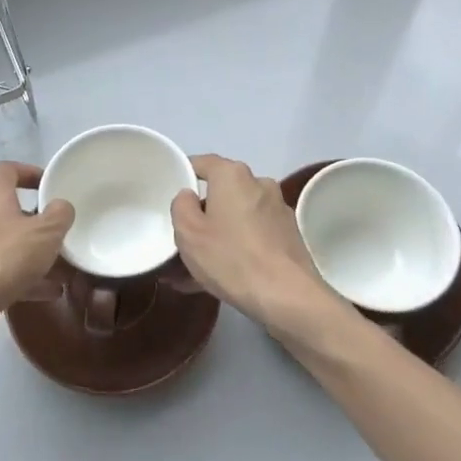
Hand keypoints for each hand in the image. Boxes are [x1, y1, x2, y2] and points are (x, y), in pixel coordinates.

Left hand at [0, 161, 73, 328]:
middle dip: (36, 223)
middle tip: (58, 234)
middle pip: (8, 209)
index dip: (30, 173)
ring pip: (5, 244)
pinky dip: (20, 277)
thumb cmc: (3, 258)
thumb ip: (60, 215)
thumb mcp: (45, 233)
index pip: (8, 170)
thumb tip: (61, 206)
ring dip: (31, 254)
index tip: (49, 185)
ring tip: (60, 271)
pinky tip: (45, 293)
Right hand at [170, 155, 345, 341]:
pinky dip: (237, 248)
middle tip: (182, 240)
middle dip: (202, 214)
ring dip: (218, 235)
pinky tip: (223, 277)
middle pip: (221, 192)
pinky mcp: (289, 236)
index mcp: (232, 175)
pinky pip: (253, 235)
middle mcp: (259, 184)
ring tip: (197, 269)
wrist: (288, 297)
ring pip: (237, 217)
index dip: (184, 175)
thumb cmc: (231, 258)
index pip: (202, 163)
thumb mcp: (188, 232)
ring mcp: (278, 210)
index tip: (170, 196)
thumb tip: (190, 196)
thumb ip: (181, 205)